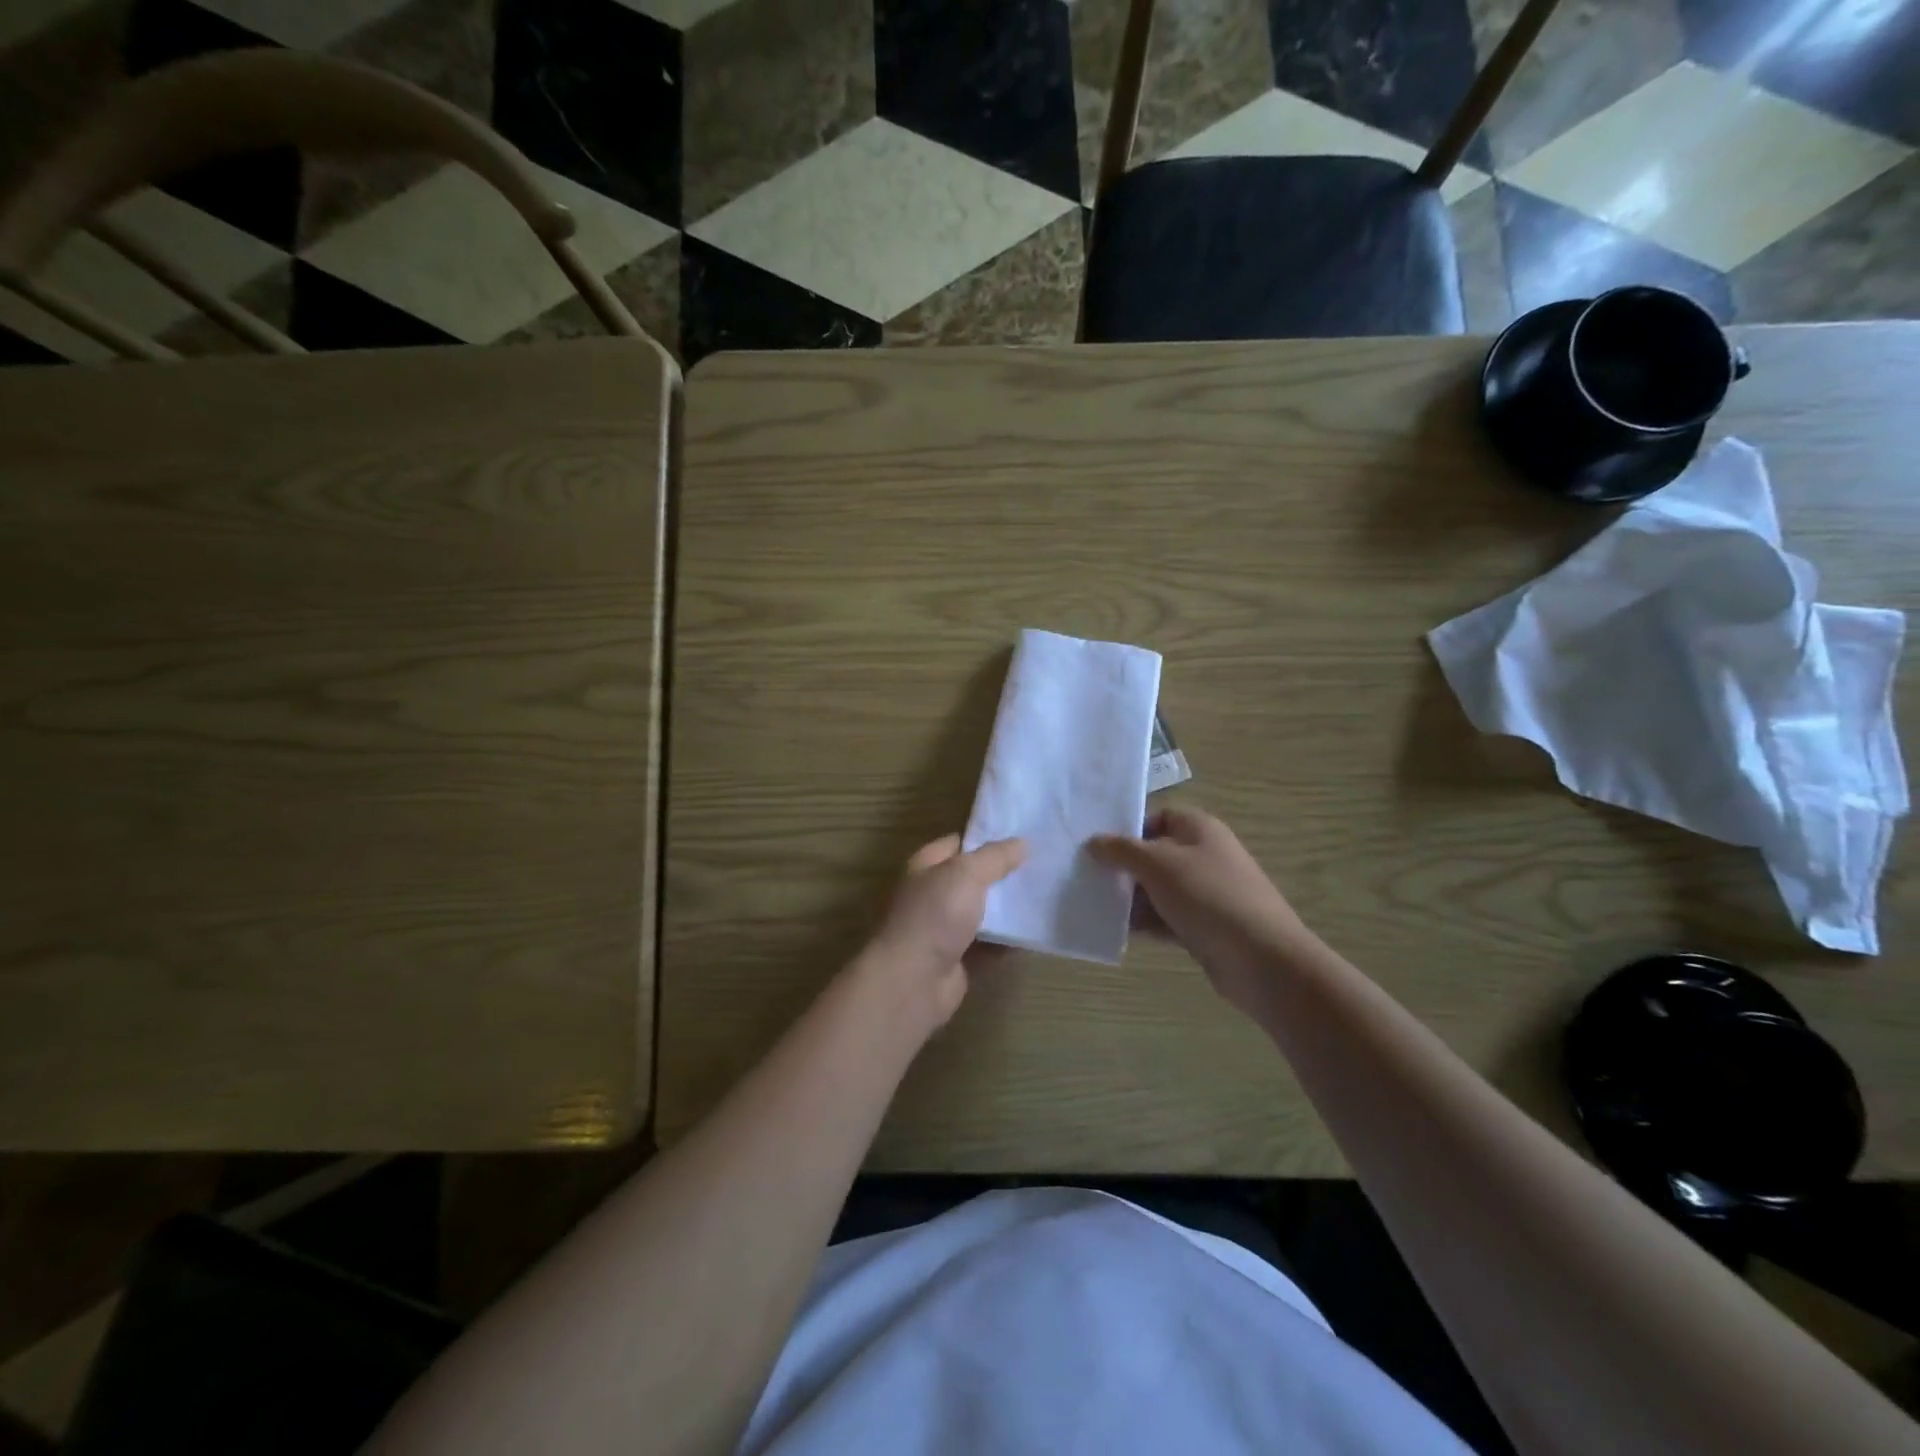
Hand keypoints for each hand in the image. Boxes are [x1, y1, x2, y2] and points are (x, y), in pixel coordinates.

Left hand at [860, 835, 1025, 1029]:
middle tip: (1042, 867)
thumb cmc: (935, 915)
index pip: (959, 843)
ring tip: (1046, 896)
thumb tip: (1021, 843)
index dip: (988, 838)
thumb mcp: (966, 874)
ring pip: (983, 913)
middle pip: (973, 879)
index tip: (1023, 837)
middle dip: (1004, 874)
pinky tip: (1035, 933)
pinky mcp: (958, 959)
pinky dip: (1008, 941)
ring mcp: (944, 929)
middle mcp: (933, 894)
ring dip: (1008, 910)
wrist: (913, 980)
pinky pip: (989, 945)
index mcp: (926, 866)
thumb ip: (995, 857)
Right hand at [1090, 806, 1313, 1017]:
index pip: (1158, 816)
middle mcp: (1205, 855)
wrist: (1261, 959)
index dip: (1129, 828)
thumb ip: (1122, 850)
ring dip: (1131, 898)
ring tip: (1095, 905)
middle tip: (1088, 877)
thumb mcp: (1157, 864)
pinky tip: (1118, 931)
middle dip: (1124, 866)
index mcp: (1199, 829)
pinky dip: (1146, 922)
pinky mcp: (1205, 927)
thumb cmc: (1207, 896)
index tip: (1098, 846)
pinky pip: (1167, 918)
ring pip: (1159, 889)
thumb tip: (1094, 842)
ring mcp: (1206, 893)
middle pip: (1155, 854)